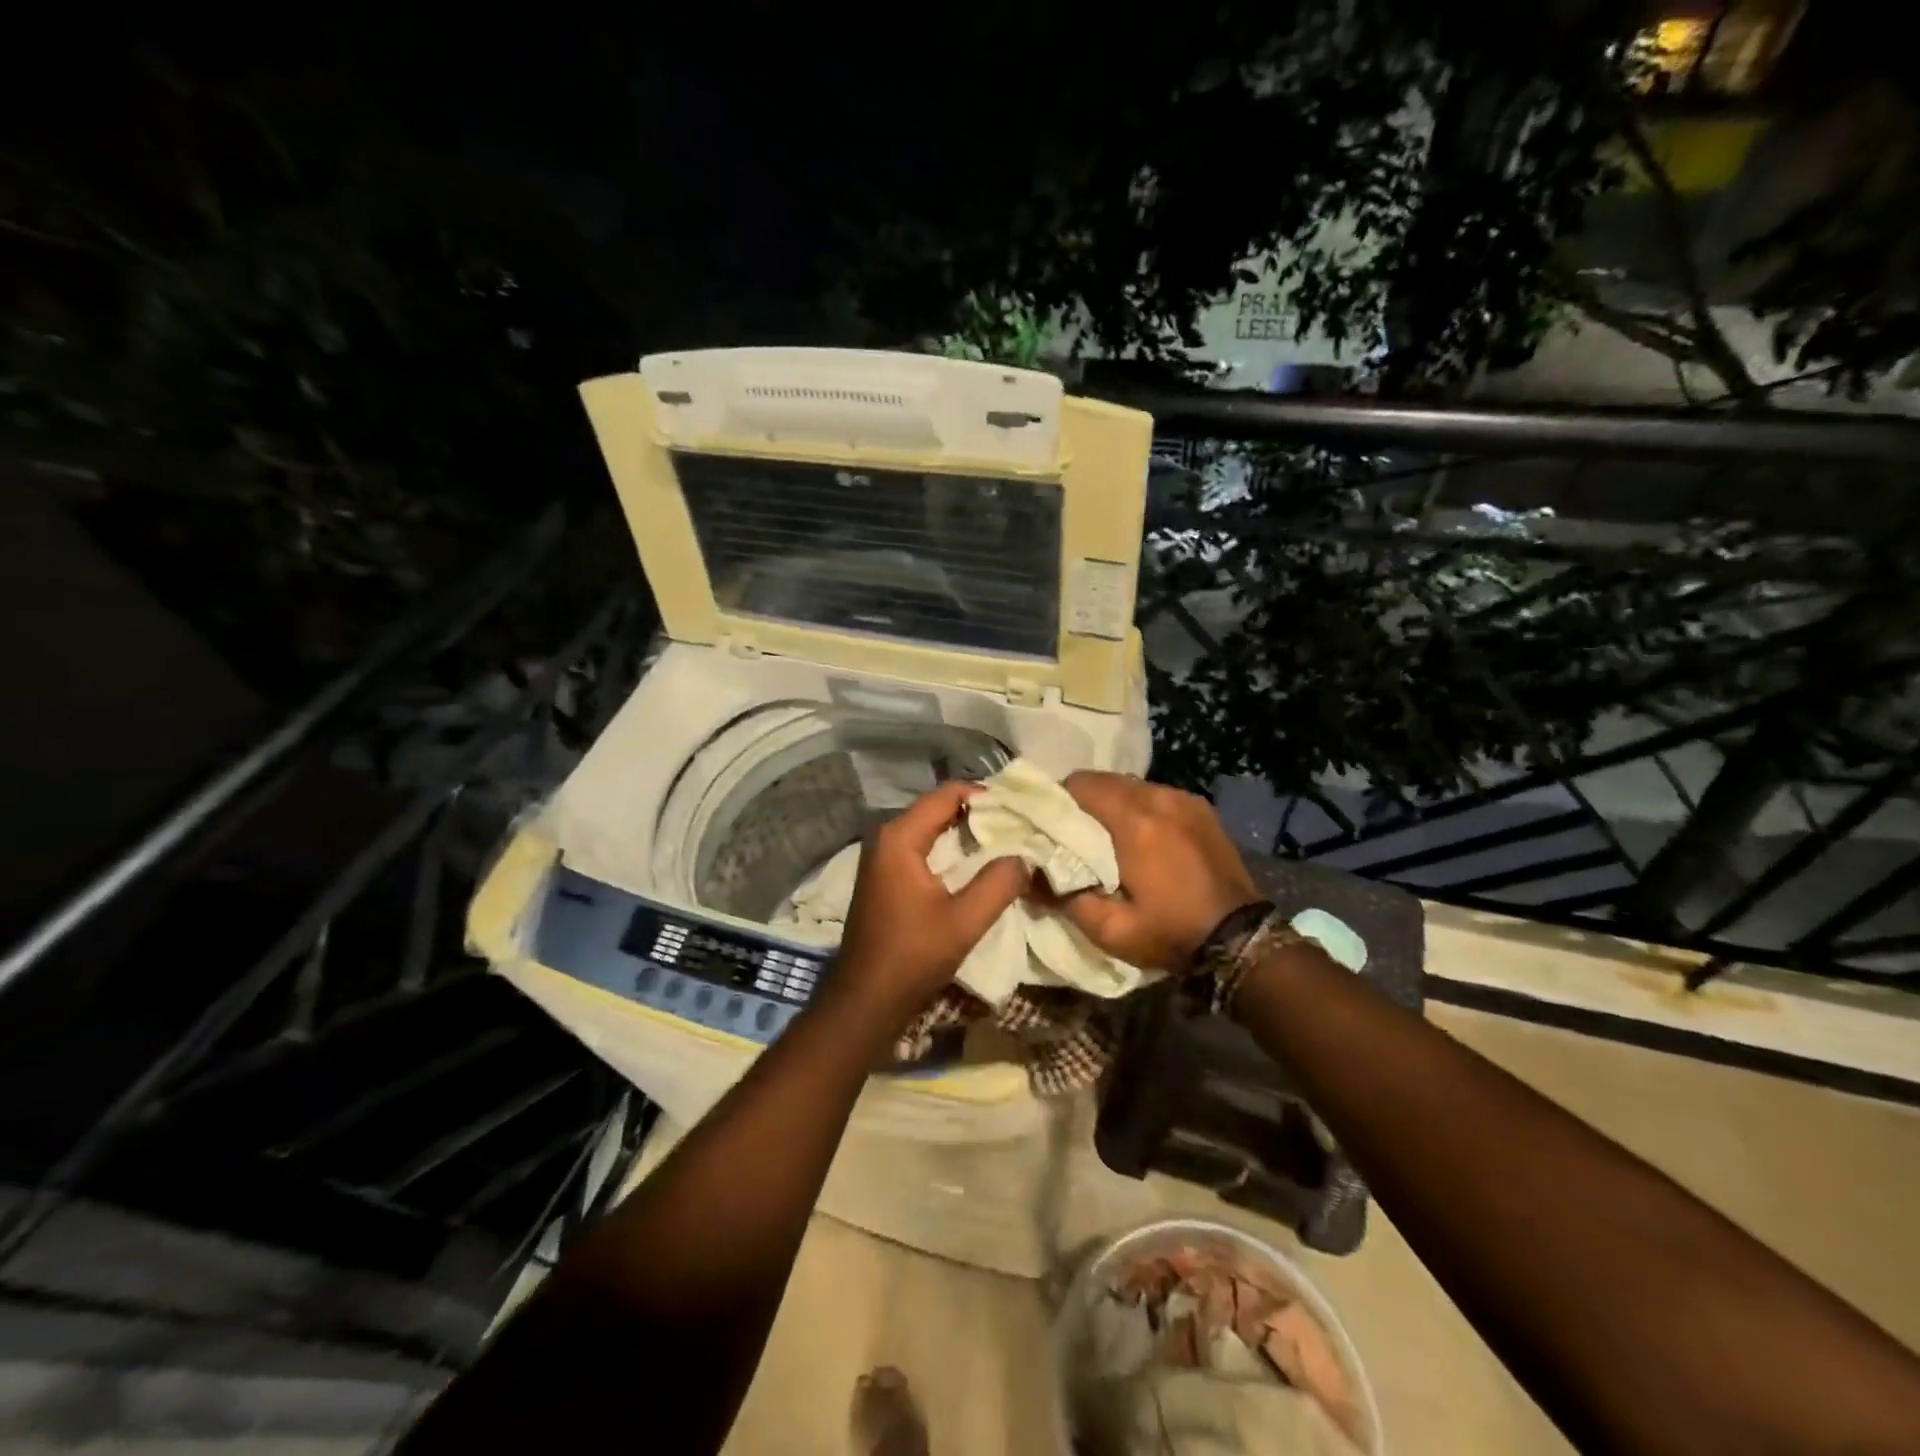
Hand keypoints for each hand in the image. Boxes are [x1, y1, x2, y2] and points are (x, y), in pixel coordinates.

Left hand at [832, 781, 1028, 1024]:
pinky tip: (978, 866)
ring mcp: (883, 857)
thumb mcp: (964, 921)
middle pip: (939, 808)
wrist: (866, 1000)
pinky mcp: (886, 877)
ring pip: (932, 830)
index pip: (947, 794)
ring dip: (966, 834)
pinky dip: (951, 852)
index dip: (985, 796)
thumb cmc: (912, 957)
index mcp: (900, 837)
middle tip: (1020, 825)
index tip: (1020, 809)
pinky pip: (923, 849)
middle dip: (979, 814)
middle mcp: (886, 837)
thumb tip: (1026, 856)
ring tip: (1008, 843)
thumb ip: (999, 883)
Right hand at [1048, 772, 1259, 971]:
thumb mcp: (1110, 929)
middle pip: (1105, 780)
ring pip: (1131, 785)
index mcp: (1134, 821)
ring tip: (1106, 835)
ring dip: (1112, 803)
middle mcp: (1158, 798)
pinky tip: (1141, 837)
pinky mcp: (1200, 808)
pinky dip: (1140, 808)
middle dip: (1082, 801)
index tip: (1047, 824)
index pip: (1080, 785)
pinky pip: (1156, 795)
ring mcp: (1183, 799)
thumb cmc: (1171, 933)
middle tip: (1072, 833)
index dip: (1057, 799)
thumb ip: (1063, 897)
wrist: (1240, 939)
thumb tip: (1027, 876)